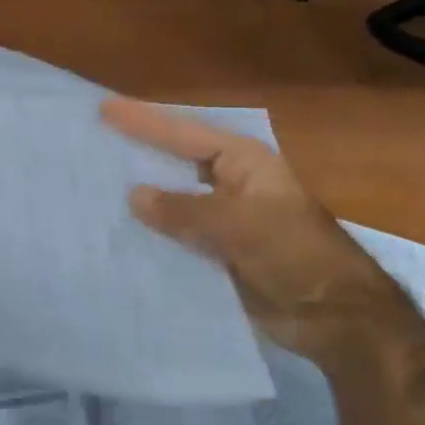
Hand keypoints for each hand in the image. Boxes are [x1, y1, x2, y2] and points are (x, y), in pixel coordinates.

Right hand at [101, 99, 409, 361]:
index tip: (103, 109)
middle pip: (174, 161)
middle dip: (136, 154)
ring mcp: (223, 218)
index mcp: (241, 161)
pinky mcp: (218, 251)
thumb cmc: (293, 253)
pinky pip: (177, 235)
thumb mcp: (238, 224)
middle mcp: (229, 182)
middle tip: (90, 144)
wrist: (334, 315)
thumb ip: (183, 210)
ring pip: (172, 200)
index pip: (182, 133)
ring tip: (93, 187)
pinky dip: (152, 233)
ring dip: (141, 197)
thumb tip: (133, 195)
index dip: (142, 121)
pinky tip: (119, 233)